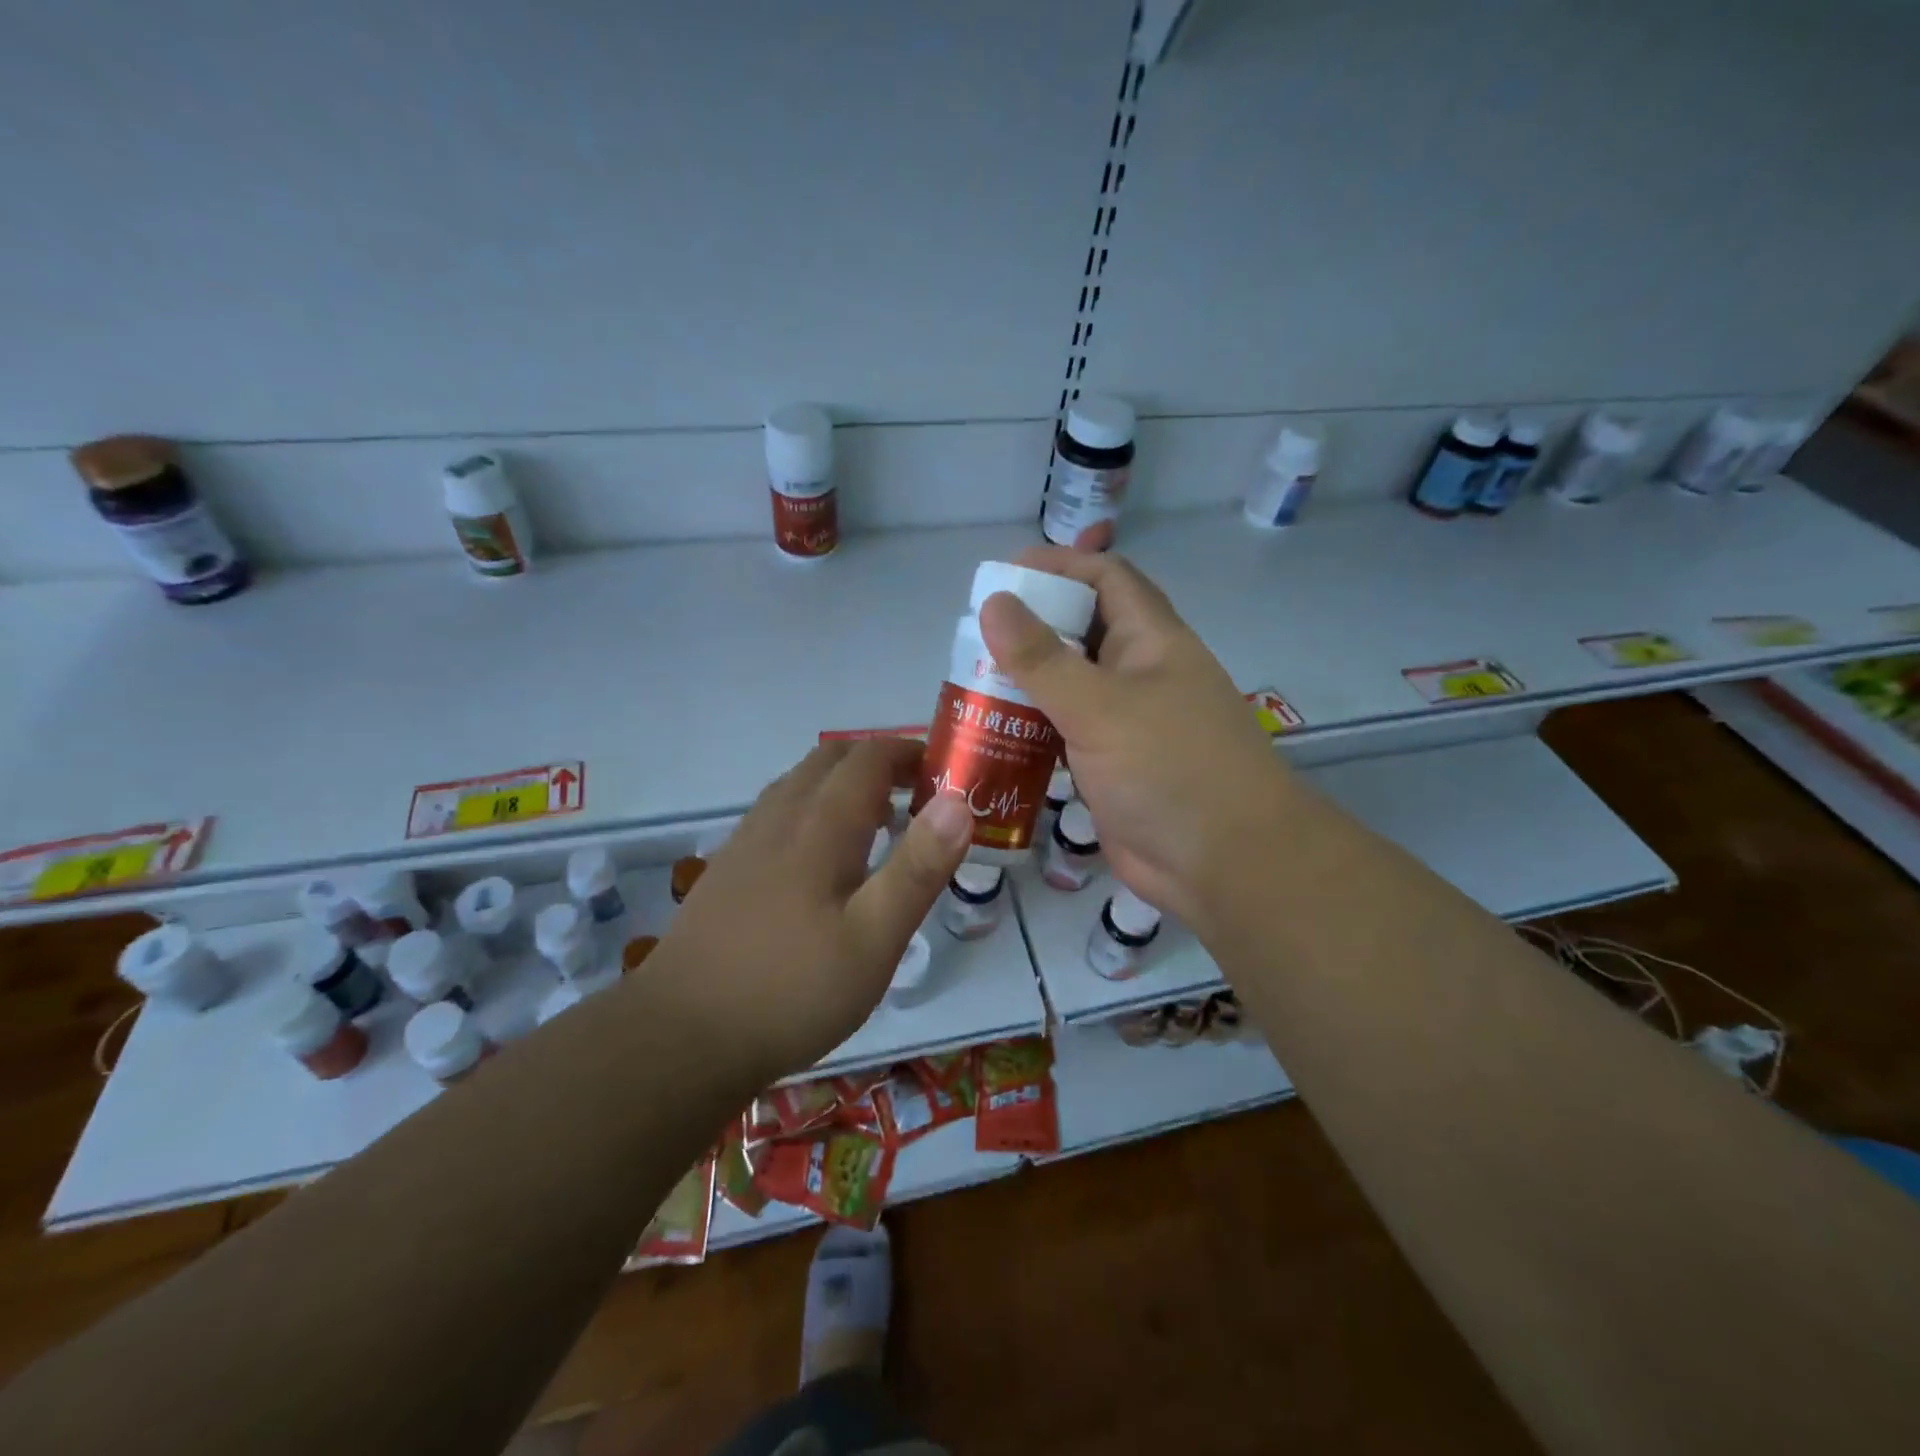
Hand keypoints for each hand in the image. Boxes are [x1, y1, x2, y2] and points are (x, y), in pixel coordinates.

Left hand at [652, 740, 972, 1082]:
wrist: (681, 1037)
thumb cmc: (792, 990)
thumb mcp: (874, 939)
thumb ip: (918, 868)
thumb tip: (959, 803)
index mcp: (819, 825)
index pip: (869, 758)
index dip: (910, 754)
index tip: (945, 774)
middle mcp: (779, 817)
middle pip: (830, 760)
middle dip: (879, 763)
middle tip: (918, 797)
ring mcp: (746, 842)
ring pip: (800, 784)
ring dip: (844, 784)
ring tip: (878, 824)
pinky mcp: (728, 870)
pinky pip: (778, 812)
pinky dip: (814, 809)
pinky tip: (822, 860)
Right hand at [980, 547, 1292, 931]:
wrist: (1224, 865)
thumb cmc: (1169, 769)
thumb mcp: (1100, 706)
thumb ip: (1042, 659)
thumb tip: (994, 601)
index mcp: (1151, 641)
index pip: (1106, 578)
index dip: (1059, 566)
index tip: (1002, 575)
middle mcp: (1140, 674)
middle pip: (1081, 632)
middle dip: (1032, 627)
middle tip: (973, 636)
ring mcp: (1126, 723)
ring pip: (1070, 686)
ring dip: (1026, 682)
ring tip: (971, 682)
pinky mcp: (1111, 766)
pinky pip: (1065, 733)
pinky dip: (1032, 728)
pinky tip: (993, 733)